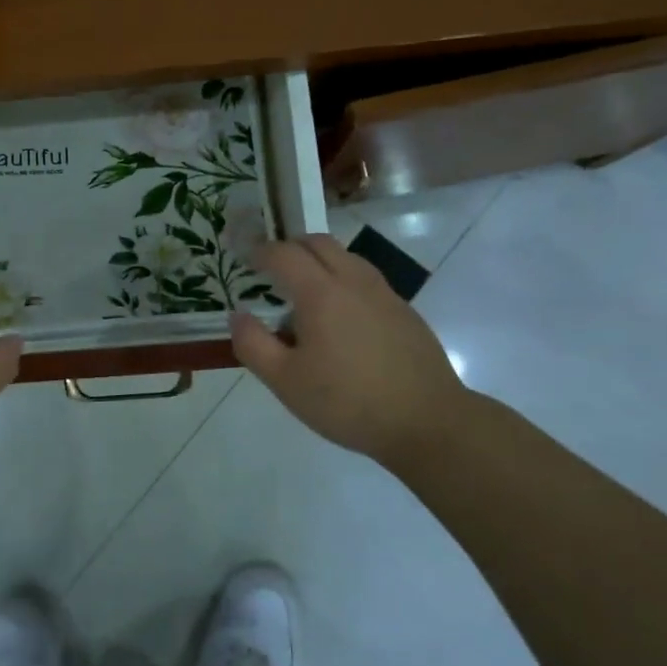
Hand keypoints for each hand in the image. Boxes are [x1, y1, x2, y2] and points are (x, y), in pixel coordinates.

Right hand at [228, 235, 473, 466]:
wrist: (428, 422)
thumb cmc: (348, 402)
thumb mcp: (286, 382)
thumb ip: (253, 344)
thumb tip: (238, 315)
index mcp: (321, 293)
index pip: (284, 254)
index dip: (260, 252)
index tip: (245, 258)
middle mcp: (353, 281)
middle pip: (318, 243)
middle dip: (290, 247)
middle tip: (272, 268)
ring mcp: (384, 294)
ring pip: (346, 257)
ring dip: (319, 261)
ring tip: (305, 291)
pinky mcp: (404, 311)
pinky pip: (365, 279)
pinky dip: (343, 280)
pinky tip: (340, 317)